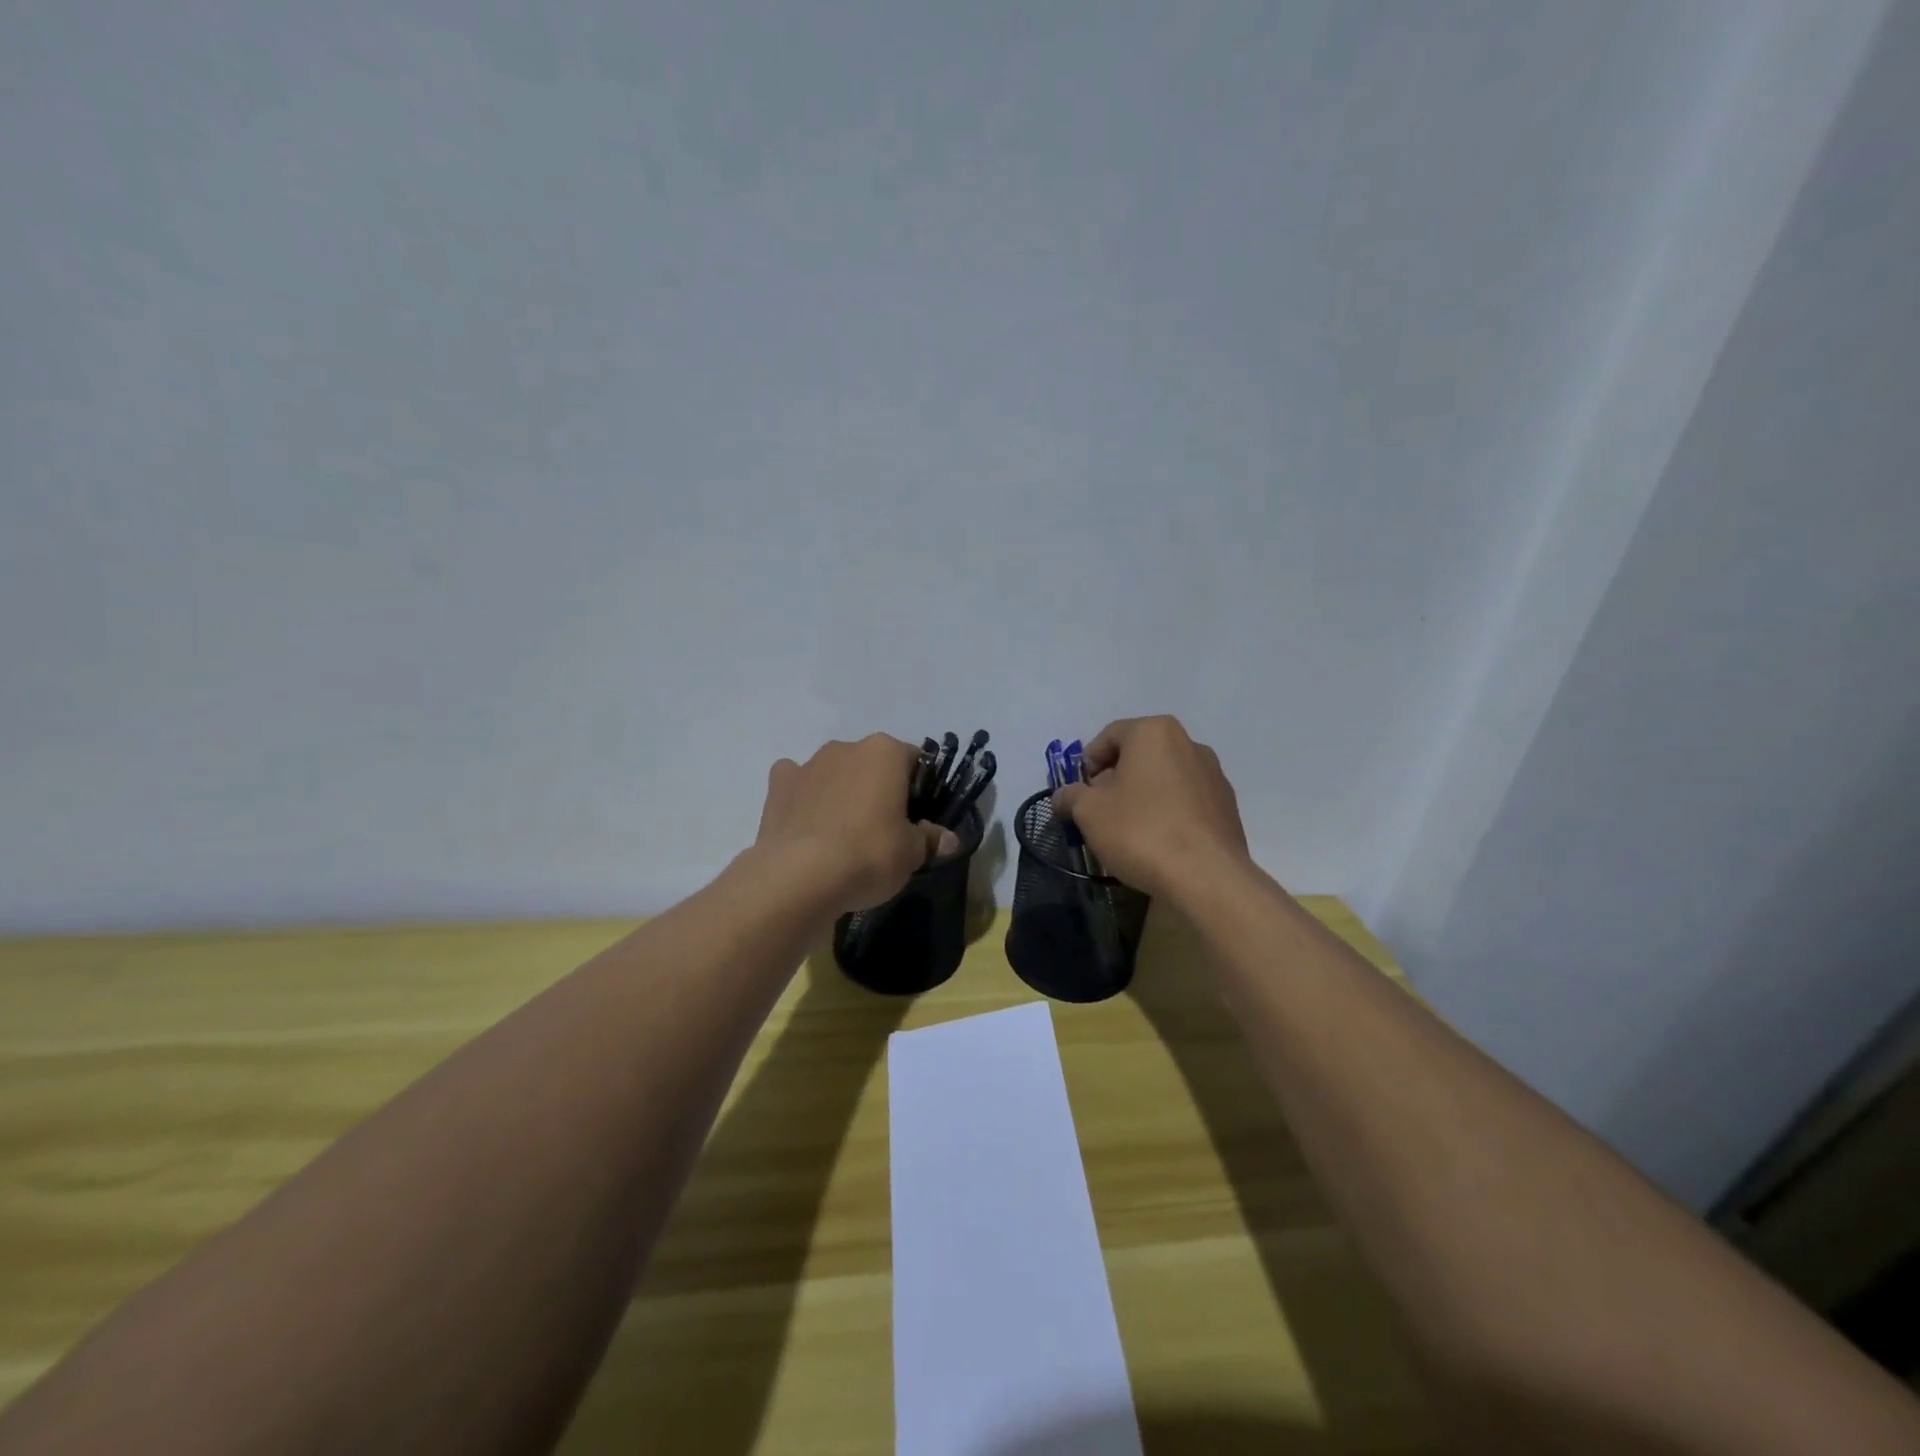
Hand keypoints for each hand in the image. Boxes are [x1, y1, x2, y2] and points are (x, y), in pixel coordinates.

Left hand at [754, 735, 960, 913]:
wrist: (799, 877)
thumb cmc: (868, 855)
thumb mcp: (912, 854)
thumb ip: (930, 840)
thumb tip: (948, 839)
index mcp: (885, 752)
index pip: (914, 761)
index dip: (919, 789)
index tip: (917, 817)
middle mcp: (846, 748)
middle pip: (872, 764)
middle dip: (878, 788)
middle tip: (883, 828)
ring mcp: (808, 764)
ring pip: (835, 772)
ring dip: (841, 791)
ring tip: (843, 834)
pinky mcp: (778, 786)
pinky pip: (796, 783)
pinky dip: (803, 797)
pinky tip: (807, 824)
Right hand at [1052, 715, 1250, 900]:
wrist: (1206, 877)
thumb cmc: (1140, 831)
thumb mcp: (1089, 812)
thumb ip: (1070, 796)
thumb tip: (1062, 796)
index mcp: (1154, 732)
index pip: (1109, 736)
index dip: (1087, 763)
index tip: (1078, 792)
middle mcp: (1189, 744)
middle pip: (1139, 755)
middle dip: (1115, 780)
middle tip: (1098, 811)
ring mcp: (1213, 775)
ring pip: (1164, 778)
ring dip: (1142, 796)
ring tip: (1127, 830)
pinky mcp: (1227, 807)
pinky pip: (1186, 801)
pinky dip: (1167, 813)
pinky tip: (1157, 842)